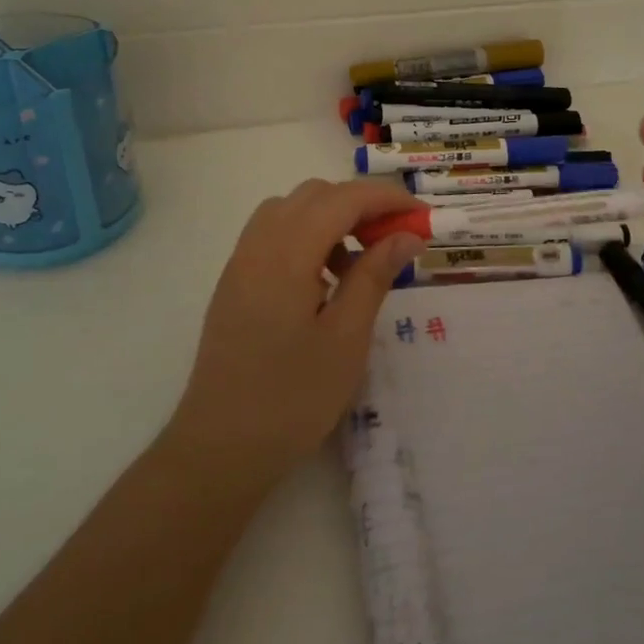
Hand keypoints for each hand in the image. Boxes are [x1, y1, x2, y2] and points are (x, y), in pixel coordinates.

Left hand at [167, 178, 425, 486]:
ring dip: (332, 220)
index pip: (343, 199)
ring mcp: (241, 263)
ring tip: (360, 265)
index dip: (387, 199)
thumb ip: (375, 276)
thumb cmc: (293, 397)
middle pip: (314, 195)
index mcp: (286, 255)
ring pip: (291, 210)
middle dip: (361, 205)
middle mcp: (258, 246)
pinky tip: (325, 281)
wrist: (221, 448)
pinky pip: (274, 236)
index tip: (422, 218)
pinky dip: (307, 237)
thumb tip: (407, 235)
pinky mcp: (235, 283)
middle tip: (395, 241)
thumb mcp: (347, 338)